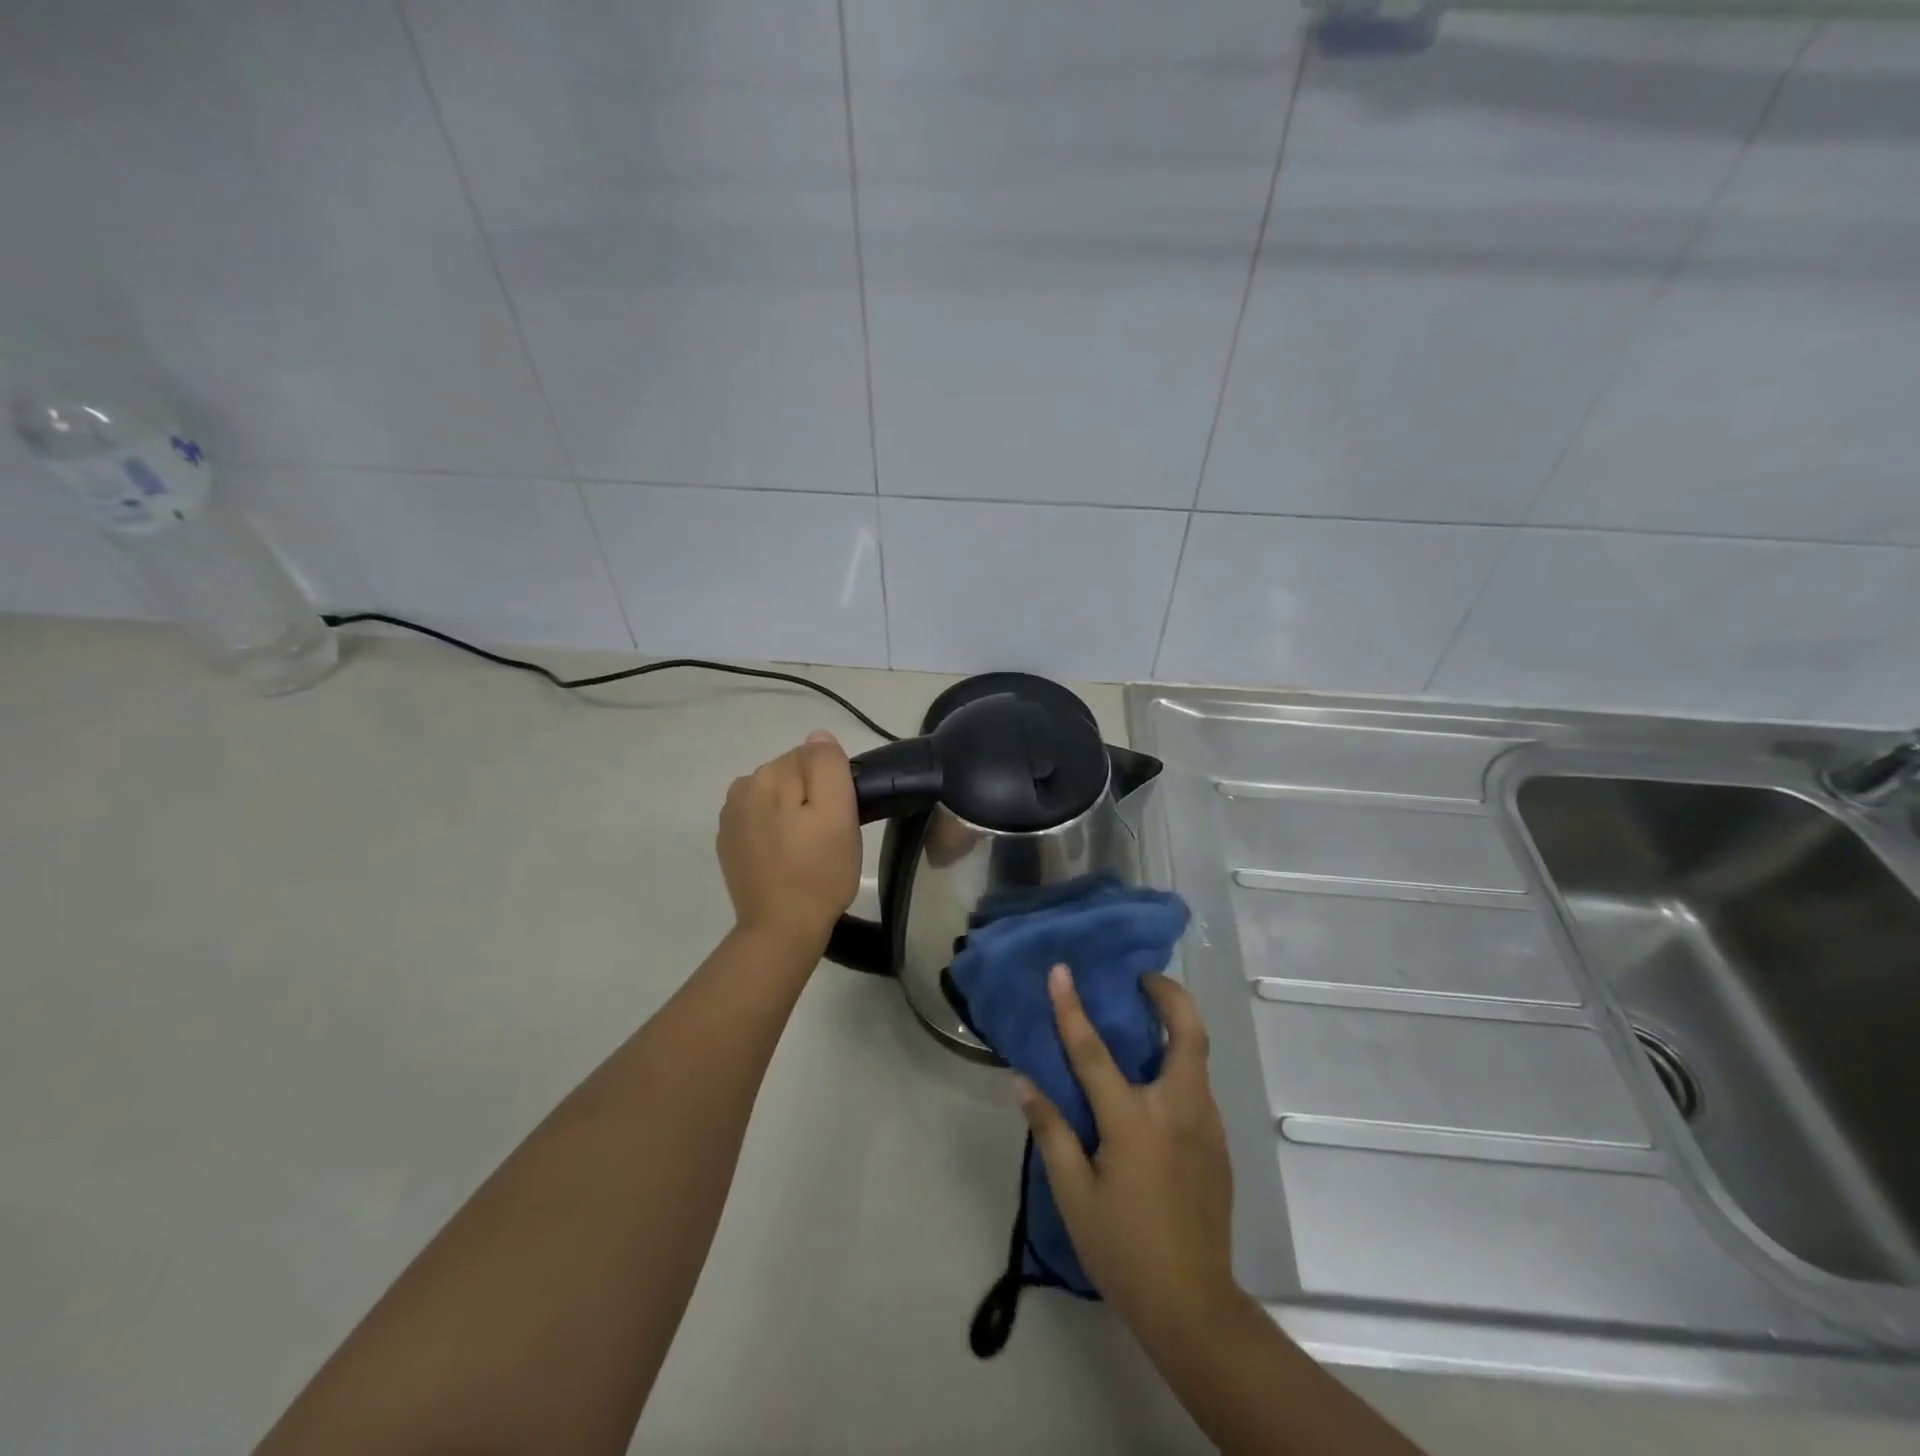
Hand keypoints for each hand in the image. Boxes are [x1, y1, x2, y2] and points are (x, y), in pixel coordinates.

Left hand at [717, 731, 860, 952]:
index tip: (840, 818)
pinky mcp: (728, 843)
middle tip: (829, 836)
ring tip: (809, 850)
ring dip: (794, 813)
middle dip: (812, 797)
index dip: (833, 785)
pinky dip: (777, 831)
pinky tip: (786, 858)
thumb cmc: (818, 872)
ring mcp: (730, 818)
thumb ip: (828, 766)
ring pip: (777, 797)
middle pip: (792, 775)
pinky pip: (762, 820)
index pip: (812, 757)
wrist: (780, 930)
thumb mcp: (838, 814)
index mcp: (767, 776)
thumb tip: (818, 737)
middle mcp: (741, 788)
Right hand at [1017, 966, 1242, 1336]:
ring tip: (1142, 1024)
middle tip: (1142, 979)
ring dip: (1174, 1027)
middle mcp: (1177, 1110)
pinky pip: (1197, 1087)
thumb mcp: (1074, 1195)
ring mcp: (1205, 1125)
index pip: (1094, 1051)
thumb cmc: (1124, 1250)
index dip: (1072, 1008)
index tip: (1061, 970)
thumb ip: (1051, 1131)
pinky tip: (1154, 1086)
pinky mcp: (1218, 1144)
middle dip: (1169, 994)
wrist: (1194, 1307)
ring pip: (1197, 1056)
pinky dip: (1178, 1065)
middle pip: (1187, 1032)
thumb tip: (1025, 1082)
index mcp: (1133, 1120)